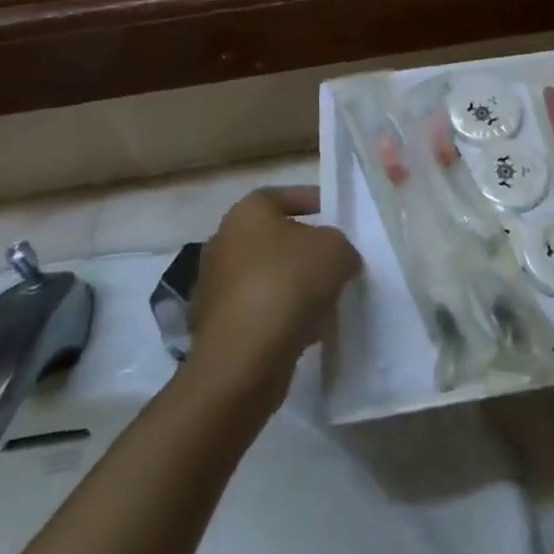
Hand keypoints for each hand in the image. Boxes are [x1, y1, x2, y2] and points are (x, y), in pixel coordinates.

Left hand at [187, 187, 361, 409]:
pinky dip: (278, 316)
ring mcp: (213, 286)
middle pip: (273, 238)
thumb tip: (338, 259)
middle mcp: (222, 242)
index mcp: (246, 212)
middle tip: (333, 261)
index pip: (283, 196)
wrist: (244, 358)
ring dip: (292, 286)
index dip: (313, 202)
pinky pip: (256, 310)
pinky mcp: (213, 326)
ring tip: (325, 301)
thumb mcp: (336, 250)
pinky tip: (304, 330)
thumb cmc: (290, 283)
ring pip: (265, 276)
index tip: (335, 217)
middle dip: (303, 250)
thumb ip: (340, 245)